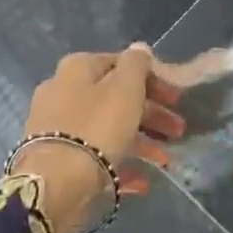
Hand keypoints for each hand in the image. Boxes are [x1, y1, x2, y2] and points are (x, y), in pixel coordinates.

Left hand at [16, 45, 183, 232]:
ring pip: (106, 128)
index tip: (176, 98)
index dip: (153, 79)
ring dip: (140, 141)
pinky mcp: (56, 158)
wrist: (55, 184)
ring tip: (165, 161)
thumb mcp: (125, 88)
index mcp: (77, 68)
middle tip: (177, 131)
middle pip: (115, 98)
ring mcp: (56, 126)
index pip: (121, 64)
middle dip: (151, 114)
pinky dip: (119, 163)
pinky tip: (142, 181)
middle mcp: (62, 91)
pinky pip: (95, 156)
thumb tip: (139, 48)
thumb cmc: (96, 127)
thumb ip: (136, 64)